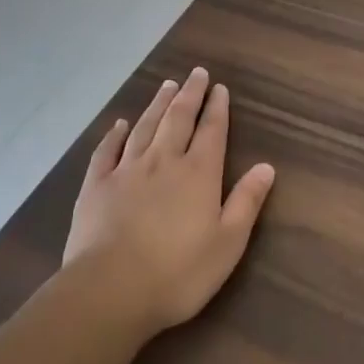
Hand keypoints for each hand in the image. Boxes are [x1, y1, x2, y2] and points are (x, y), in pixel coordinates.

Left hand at [64, 68, 275, 339]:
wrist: (110, 291)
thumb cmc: (178, 273)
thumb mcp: (228, 243)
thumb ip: (247, 201)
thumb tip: (266, 166)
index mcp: (198, 174)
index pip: (212, 131)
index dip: (217, 108)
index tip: (220, 88)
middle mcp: (163, 161)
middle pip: (178, 119)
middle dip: (190, 94)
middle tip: (196, 73)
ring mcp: (126, 171)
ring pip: (145, 127)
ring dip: (158, 104)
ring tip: (166, 85)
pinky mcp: (96, 186)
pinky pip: (107, 151)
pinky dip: (114, 134)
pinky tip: (120, 124)